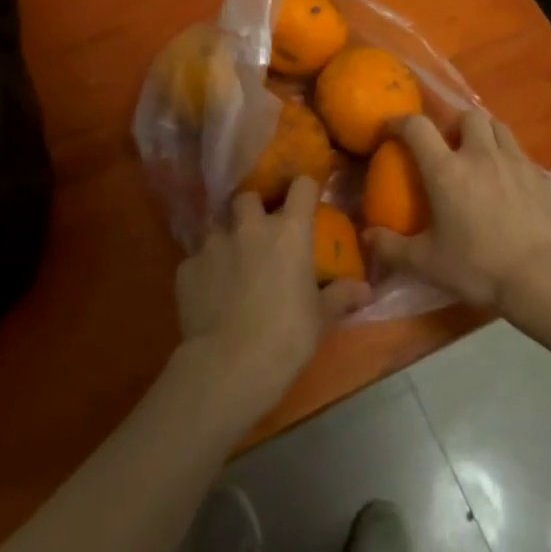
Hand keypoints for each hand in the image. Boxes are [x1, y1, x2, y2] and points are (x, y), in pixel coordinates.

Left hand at [175, 176, 370, 408]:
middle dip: (254, 208)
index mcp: (289, 231)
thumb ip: (341, 296)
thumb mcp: (322, 318)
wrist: (229, 364)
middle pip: (249, 196)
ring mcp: (214, 244)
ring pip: (218, 226)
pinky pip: (197, 259)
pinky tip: (209, 293)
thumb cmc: (287, 335)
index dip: (304, 188)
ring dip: (227, 238)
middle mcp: (250, 227)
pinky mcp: (186, 268)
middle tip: (260, 231)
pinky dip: (205, 269)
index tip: (306, 196)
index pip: (301, 186)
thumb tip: (364, 289)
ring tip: (231, 264)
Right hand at [364, 113, 550, 319]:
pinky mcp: (540, 175)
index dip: (400, 122)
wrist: (542, 276)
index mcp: (446, 171)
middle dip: (454, 126)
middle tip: (449, 147)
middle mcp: (480, 155)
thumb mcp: (427, 263)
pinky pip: (519, 152)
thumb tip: (367, 235)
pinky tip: (508, 181)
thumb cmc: (478, 267)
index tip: (392, 131)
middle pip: (466, 117)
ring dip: (484, 133)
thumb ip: (392, 248)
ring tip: (480, 155)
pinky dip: (508, 157)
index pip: (417, 128)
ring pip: (498, 126)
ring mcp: (514, 161)